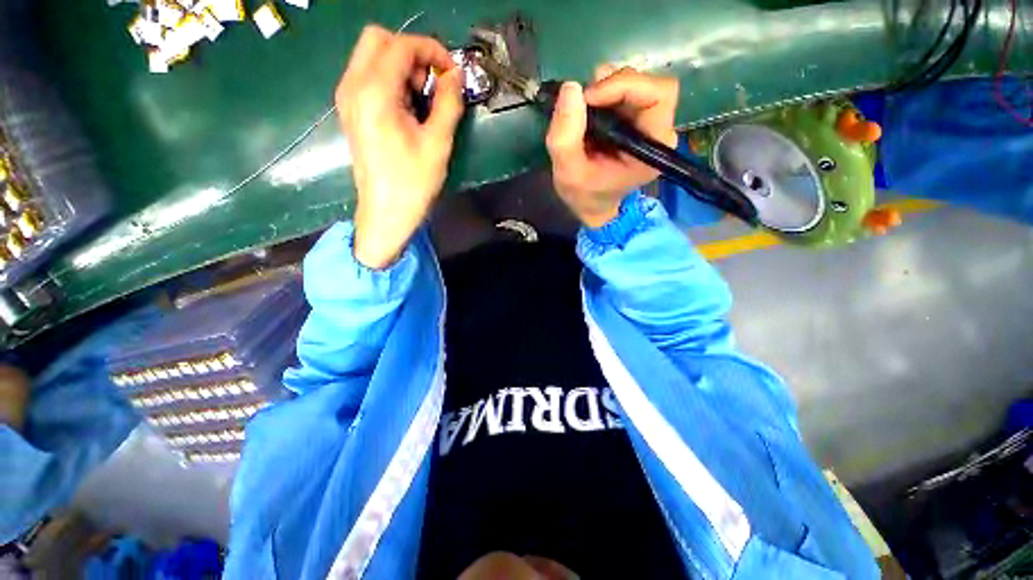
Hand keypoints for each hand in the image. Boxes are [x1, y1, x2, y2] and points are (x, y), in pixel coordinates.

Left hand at [336, 25, 463, 268]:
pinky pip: (368, 76)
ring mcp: (347, 98)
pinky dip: (391, 80)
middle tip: (433, 84)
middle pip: (379, 40)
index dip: (432, 51)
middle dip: (412, 53)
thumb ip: (448, 103)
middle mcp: (353, 86)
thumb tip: (456, 76)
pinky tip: (407, 108)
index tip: (453, 73)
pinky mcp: (350, 110)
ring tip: (423, 100)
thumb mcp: (438, 143)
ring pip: (372, 56)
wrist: (386, 212)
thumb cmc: (413, 183)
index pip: (402, 45)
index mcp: (374, 92)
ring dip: (402, 67)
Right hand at [545, 66, 678, 227]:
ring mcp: (647, 124)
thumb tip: (570, 88)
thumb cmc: (584, 195)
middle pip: (649, 85)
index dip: (624, 86)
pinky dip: (602, 94)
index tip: (588, 98)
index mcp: (652, 149)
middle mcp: (658, 132)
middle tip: (582, 102)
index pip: (658, 96)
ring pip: (635, 84)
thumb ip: (565, 137)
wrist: (591, 205)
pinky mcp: (634, 120)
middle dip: (613, 86)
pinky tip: (587, 112)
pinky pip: (623, 92)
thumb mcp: (568, 173)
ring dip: (605, 89)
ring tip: (581, 112)